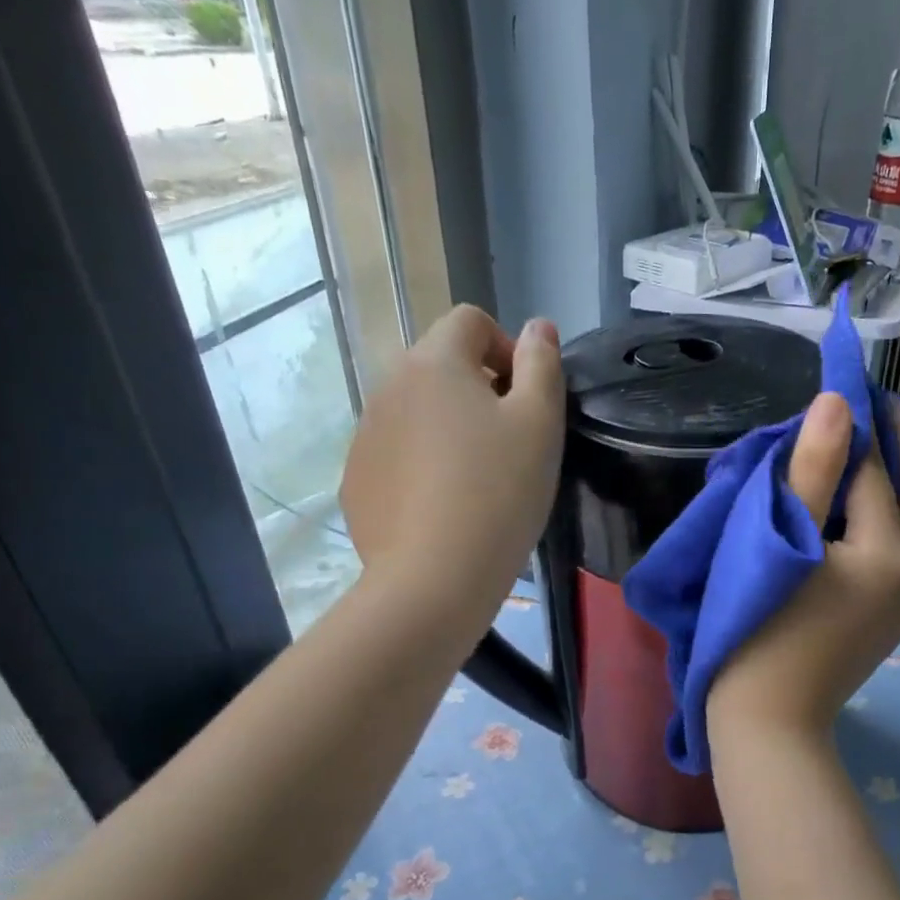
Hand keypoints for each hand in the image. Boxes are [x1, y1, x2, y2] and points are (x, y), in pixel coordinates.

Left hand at [339, 305, 563, 609]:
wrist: (434, 578)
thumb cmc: (500, 492)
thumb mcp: (540, 423)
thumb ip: (542, 364)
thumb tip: (536, 327)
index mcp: (434, 363)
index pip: (469, 321)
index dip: (506, 348)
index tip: (525, 399)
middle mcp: (388, 386)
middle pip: (440, 365)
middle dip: (478, 389)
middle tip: (509, 443)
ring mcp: (365, 434)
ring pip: (417, 411)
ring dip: (449, 427)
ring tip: (478, 480)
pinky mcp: (356, 479)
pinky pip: (397, 453)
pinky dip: (422, 464)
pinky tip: (444, 507)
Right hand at [709, 392, 899, 741]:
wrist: (770, 722)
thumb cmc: (759, 629)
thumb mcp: (779, 541)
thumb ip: (814, 469)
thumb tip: (841, 402)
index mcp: (889, 546)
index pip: (875, 464)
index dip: (859, 419)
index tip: (848, 379)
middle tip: (878, 400)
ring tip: (876, 442)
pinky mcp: (896, 614)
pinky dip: (899, 510)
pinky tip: (871, 503)